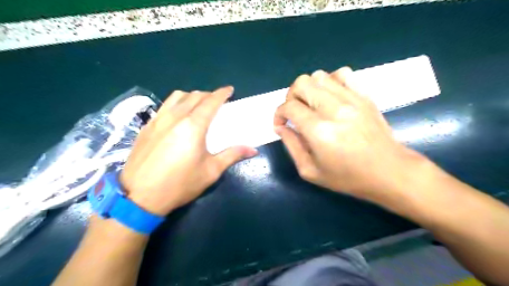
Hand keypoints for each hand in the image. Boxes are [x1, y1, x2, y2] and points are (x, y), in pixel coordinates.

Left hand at [121, 86, 258, 215]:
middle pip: (194, 96)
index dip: (221, 93)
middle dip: (208, 94)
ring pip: (176, 97)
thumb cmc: (179, 184)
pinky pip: (164, 106)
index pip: (210, 102)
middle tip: (217, 101)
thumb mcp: (210, 171)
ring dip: (191, 96)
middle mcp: (174, 117)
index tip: (229, 90)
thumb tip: (253, 150)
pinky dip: (176, 104)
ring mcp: (157, 120)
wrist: (139, 197)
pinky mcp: (146, 127)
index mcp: (193, 126)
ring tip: (198, 105)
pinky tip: (178, 117)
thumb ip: (232, 155)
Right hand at [274, 68, 425, 202]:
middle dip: (290, 96)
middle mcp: (334, 109)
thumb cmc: (348, 177)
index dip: (278, 114)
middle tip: (294, 112)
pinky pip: (343, 74)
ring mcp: (352, 99)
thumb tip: (280, 127)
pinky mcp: (364, 96)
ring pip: (320, 76)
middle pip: (302, 84)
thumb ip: (291, 145)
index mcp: (319, 131)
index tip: (280, 124)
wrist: (389, 171)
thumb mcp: (311, 171)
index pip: (289, 107)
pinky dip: (331, 81)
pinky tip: (330, 97)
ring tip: (311, 105)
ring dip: (309, 89)